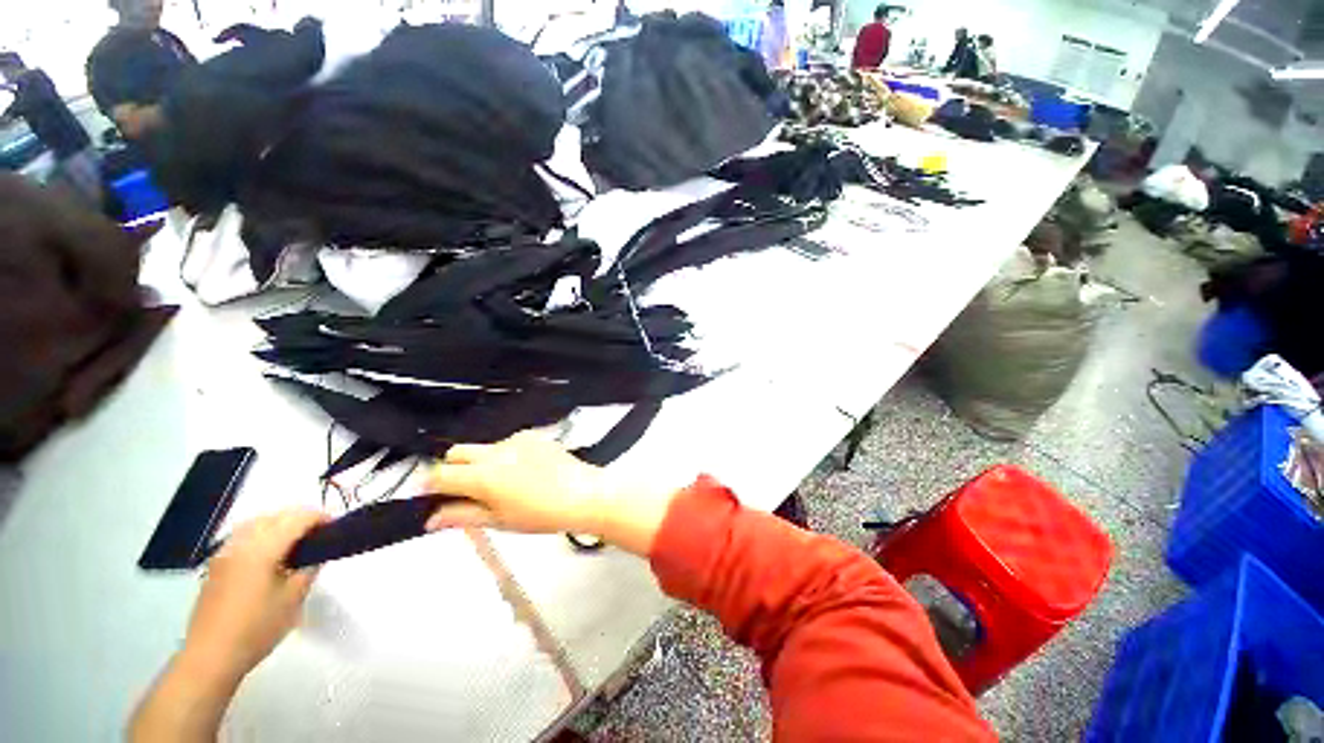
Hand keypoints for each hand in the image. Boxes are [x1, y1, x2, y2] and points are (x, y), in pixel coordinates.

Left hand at [180, 510, 326, 685]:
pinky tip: (270, 554)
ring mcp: (224, 553)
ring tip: (297, 542)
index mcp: (262, 549)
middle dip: (301, 518)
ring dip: (280, 524)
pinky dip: (262, 534)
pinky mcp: (216, 565)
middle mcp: (241, 543)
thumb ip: (309, 569)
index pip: (297, 519)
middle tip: (320, 534)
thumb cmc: (257, 628)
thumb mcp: (293, 599)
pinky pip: (243, 536)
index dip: (320, 518)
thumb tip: (318, 554)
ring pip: (257, 522)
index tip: (336, 527)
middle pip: (276, 516)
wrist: (211, 656)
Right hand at [424, 430, 678, 555]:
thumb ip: (462, 516)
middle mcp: (495, 451)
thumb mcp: (499, 521)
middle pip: (457, 452)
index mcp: (483, 475)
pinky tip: (523, 472)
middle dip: (451, 469)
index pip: (440, 474)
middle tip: (462, 491)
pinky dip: (504, 456)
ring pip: (483, 448)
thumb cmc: (541, 514)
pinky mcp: (533, 435)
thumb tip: (431, 519)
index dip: (428, 485)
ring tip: (501, 485)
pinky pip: (507, 443)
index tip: (426, 495)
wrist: (583, 493)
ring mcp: (516, 440)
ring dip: (480, 462)